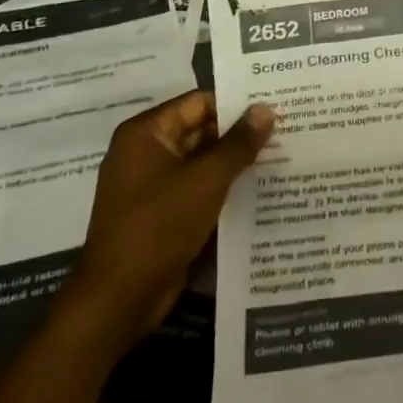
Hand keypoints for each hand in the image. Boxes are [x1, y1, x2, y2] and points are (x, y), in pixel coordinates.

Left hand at [76, 91, 274, 331]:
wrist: (118, 300)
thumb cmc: (159, 226)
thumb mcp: (206, 180)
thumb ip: (239, 143)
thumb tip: (265, 109)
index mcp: (146, 133)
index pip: (199, 102)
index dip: (236, 104)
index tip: (274, 106)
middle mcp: (144, 152)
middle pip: (200, 130)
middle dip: (238, 134)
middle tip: (284, 130)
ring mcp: (150, 185)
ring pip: (200, 162)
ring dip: (233, 162)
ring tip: (279, 156)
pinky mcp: (159, 214)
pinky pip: (195, 189)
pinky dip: (221, 187)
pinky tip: (257, 189)